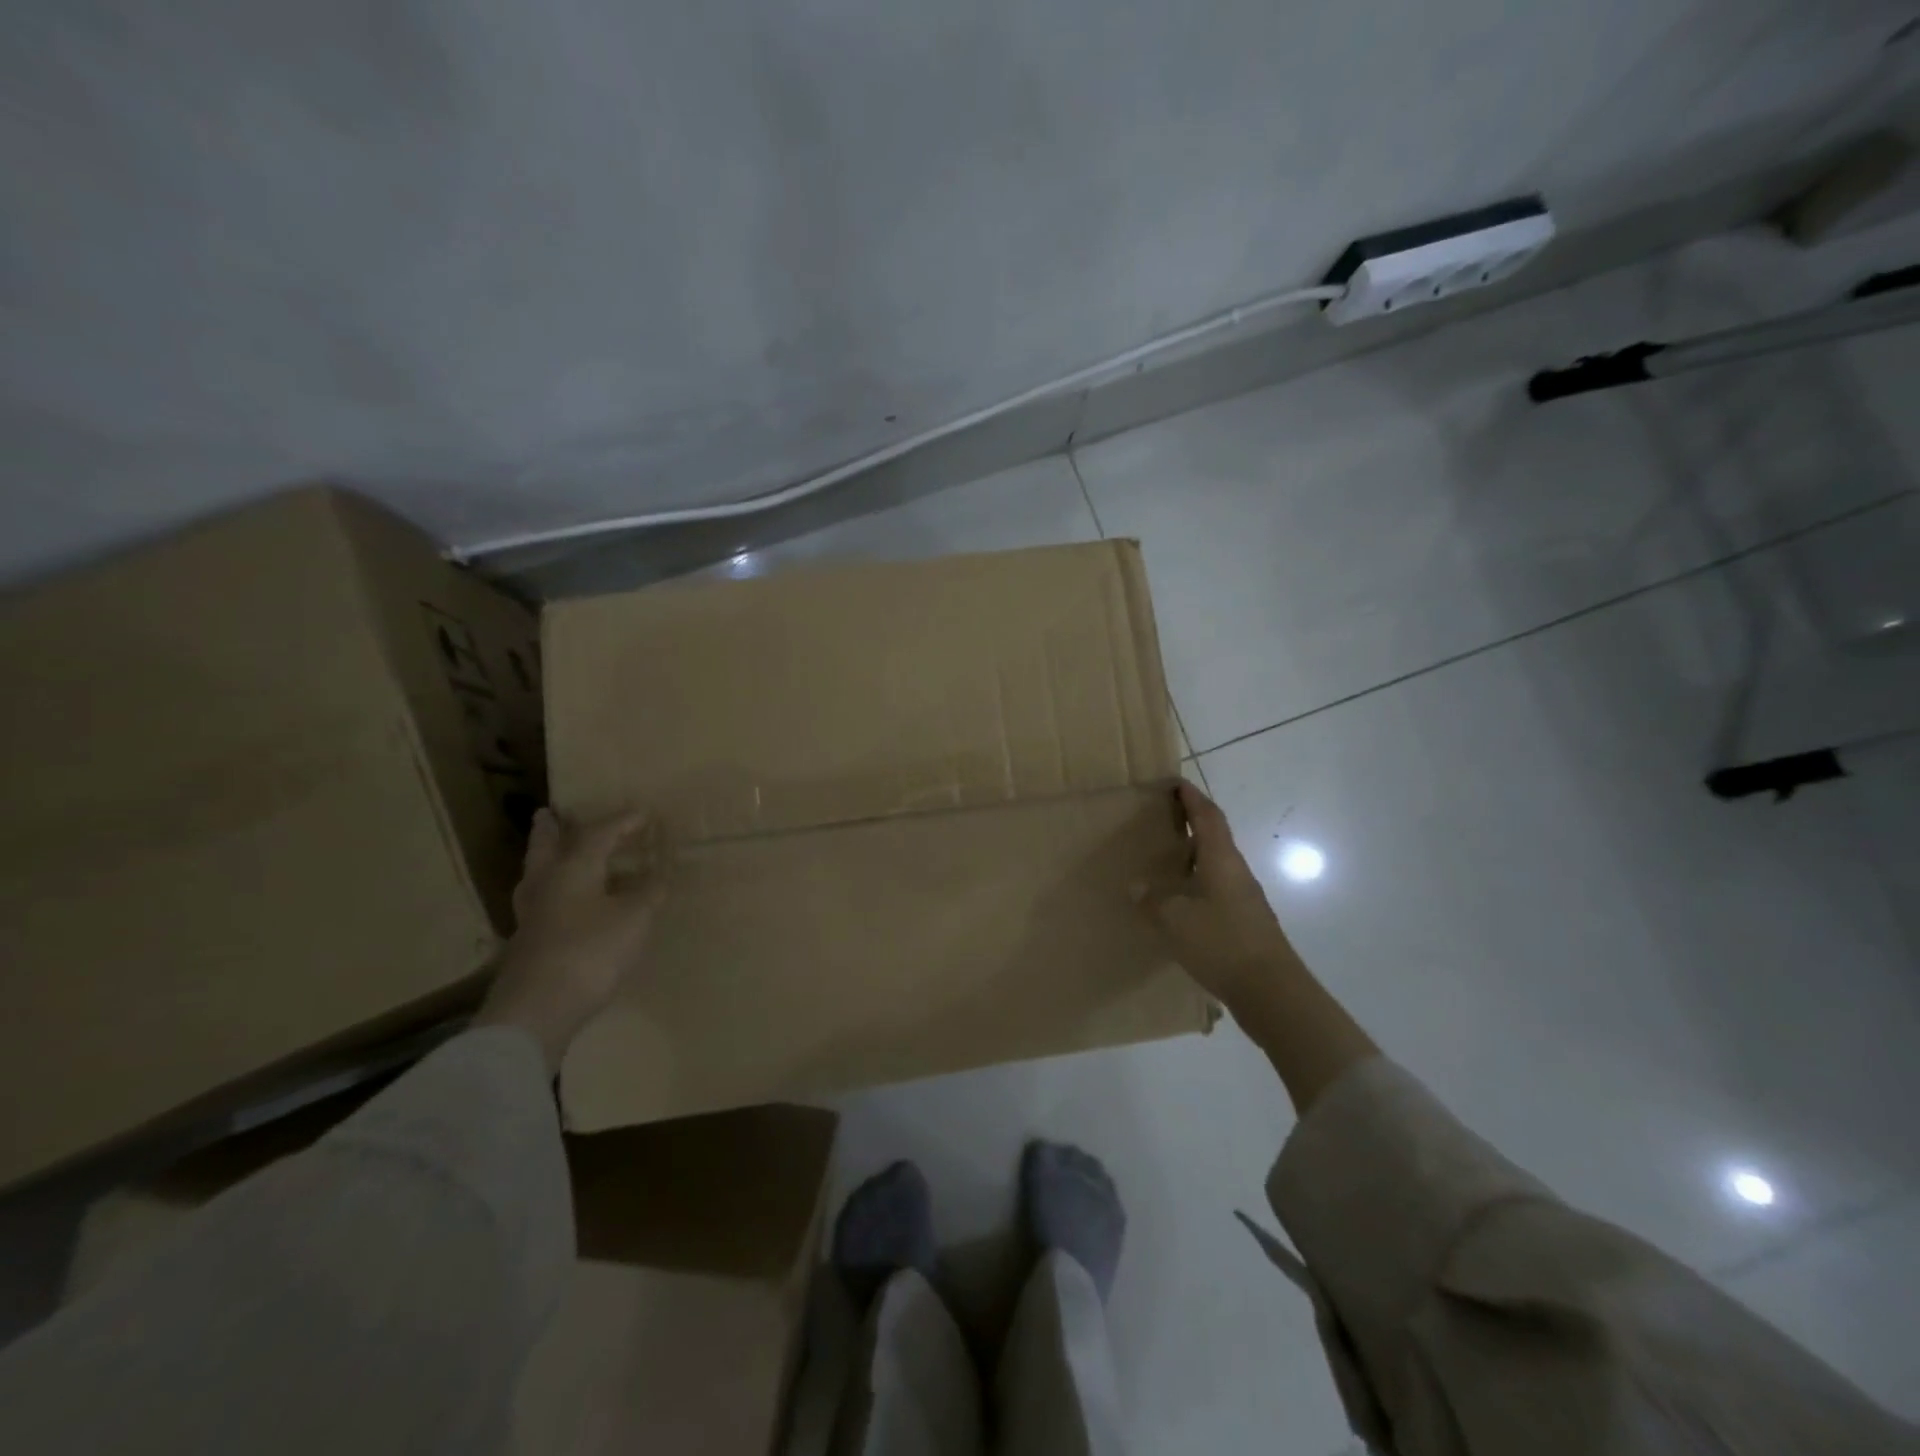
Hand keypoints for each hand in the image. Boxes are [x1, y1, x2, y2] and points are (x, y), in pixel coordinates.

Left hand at [474, 807, 665, 1072]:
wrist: (538, 1008)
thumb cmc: (591, 950)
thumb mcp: (635, 917)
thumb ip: (650, 892)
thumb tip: (660, 874)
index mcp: (573, 868)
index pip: (598, 834)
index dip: (623, 822)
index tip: (643, 814)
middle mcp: (546, 884)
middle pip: (546, 848)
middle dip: (551, 830)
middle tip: (548, 813)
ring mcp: (532, 916)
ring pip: (536, 876)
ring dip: (545, 860)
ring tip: (552, 853)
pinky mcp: (528, 944)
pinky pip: (541, 903)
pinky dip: (553, 892)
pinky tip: (562, 904)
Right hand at [1133, 782, 1301, 1011]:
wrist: (1271, 991)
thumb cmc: (1222, 942)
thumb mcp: (1176, 919)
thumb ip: (1153, 900)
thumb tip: (1137, 885)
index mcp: (1221, 859)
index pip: (1208, 816)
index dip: (1192, 797)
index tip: (1175, 783)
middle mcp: (1236, 871)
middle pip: (1215, 836)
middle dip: (1192, 823)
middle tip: (1162, 819)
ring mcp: (1244, 898)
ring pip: (1216, 864)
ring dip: (1194, 855)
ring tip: (1165, 858)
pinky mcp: (1245, 922)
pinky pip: (1217, 889)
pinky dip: (1197, 883)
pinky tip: (1180, 901)